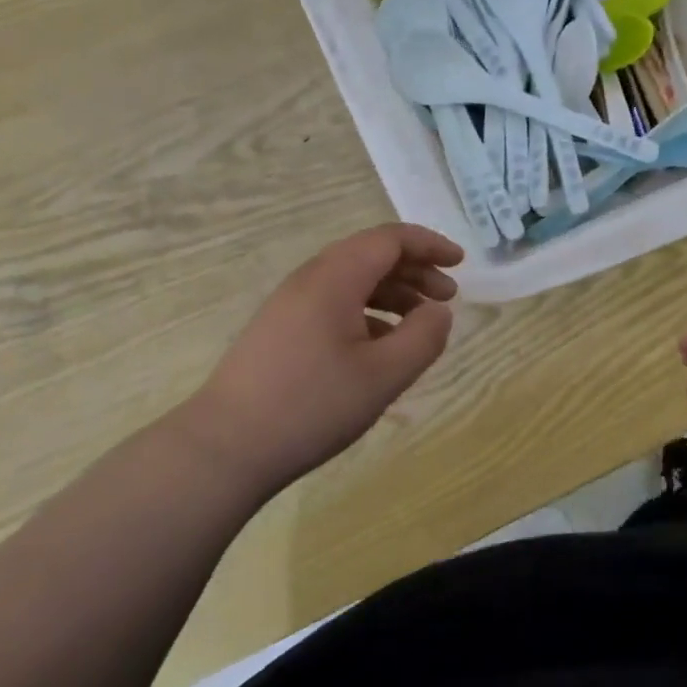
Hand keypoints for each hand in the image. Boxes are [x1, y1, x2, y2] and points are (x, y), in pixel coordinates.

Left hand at [179, 224, 463, 502]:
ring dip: (392, 293)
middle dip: (414, 270)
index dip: (428, 245)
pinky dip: (368, 313)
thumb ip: (423, 337)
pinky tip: (381, 346)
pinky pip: (334, 304)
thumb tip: (440, 311)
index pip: (389, 239)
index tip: (460, 263)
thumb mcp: (384, 375)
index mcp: (335, 278)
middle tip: (448, 297)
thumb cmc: (312, 406)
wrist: (226, 447)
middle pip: (370, 255)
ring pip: (352, 281)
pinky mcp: (280, 330)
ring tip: (420, 323)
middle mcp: (310, 280)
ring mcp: (290, 305)